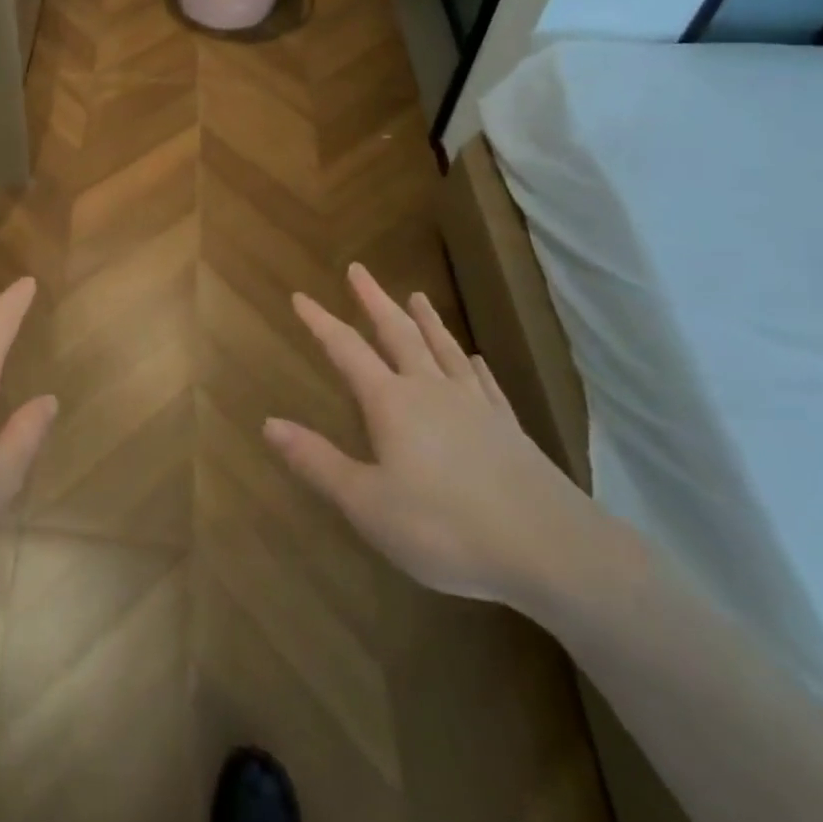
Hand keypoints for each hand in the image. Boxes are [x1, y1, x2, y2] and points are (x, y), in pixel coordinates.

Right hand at [264, 263, 607, 605]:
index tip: (300, 295)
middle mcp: (430, 390)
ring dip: (425, 320)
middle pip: (397, 333)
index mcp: (391, 403)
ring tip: (416, 295)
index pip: (346, 350)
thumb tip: (268, 423)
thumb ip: (317, 462)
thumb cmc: (447, 528)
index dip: (320, 322)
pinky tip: (475, 358)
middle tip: (358, 269)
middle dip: (373, 300)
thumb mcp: (368, 504)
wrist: (555, 552)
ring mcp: (475, 406)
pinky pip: (486, 384)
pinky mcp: (509, 429)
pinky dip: (473, 365)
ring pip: (443, 349)